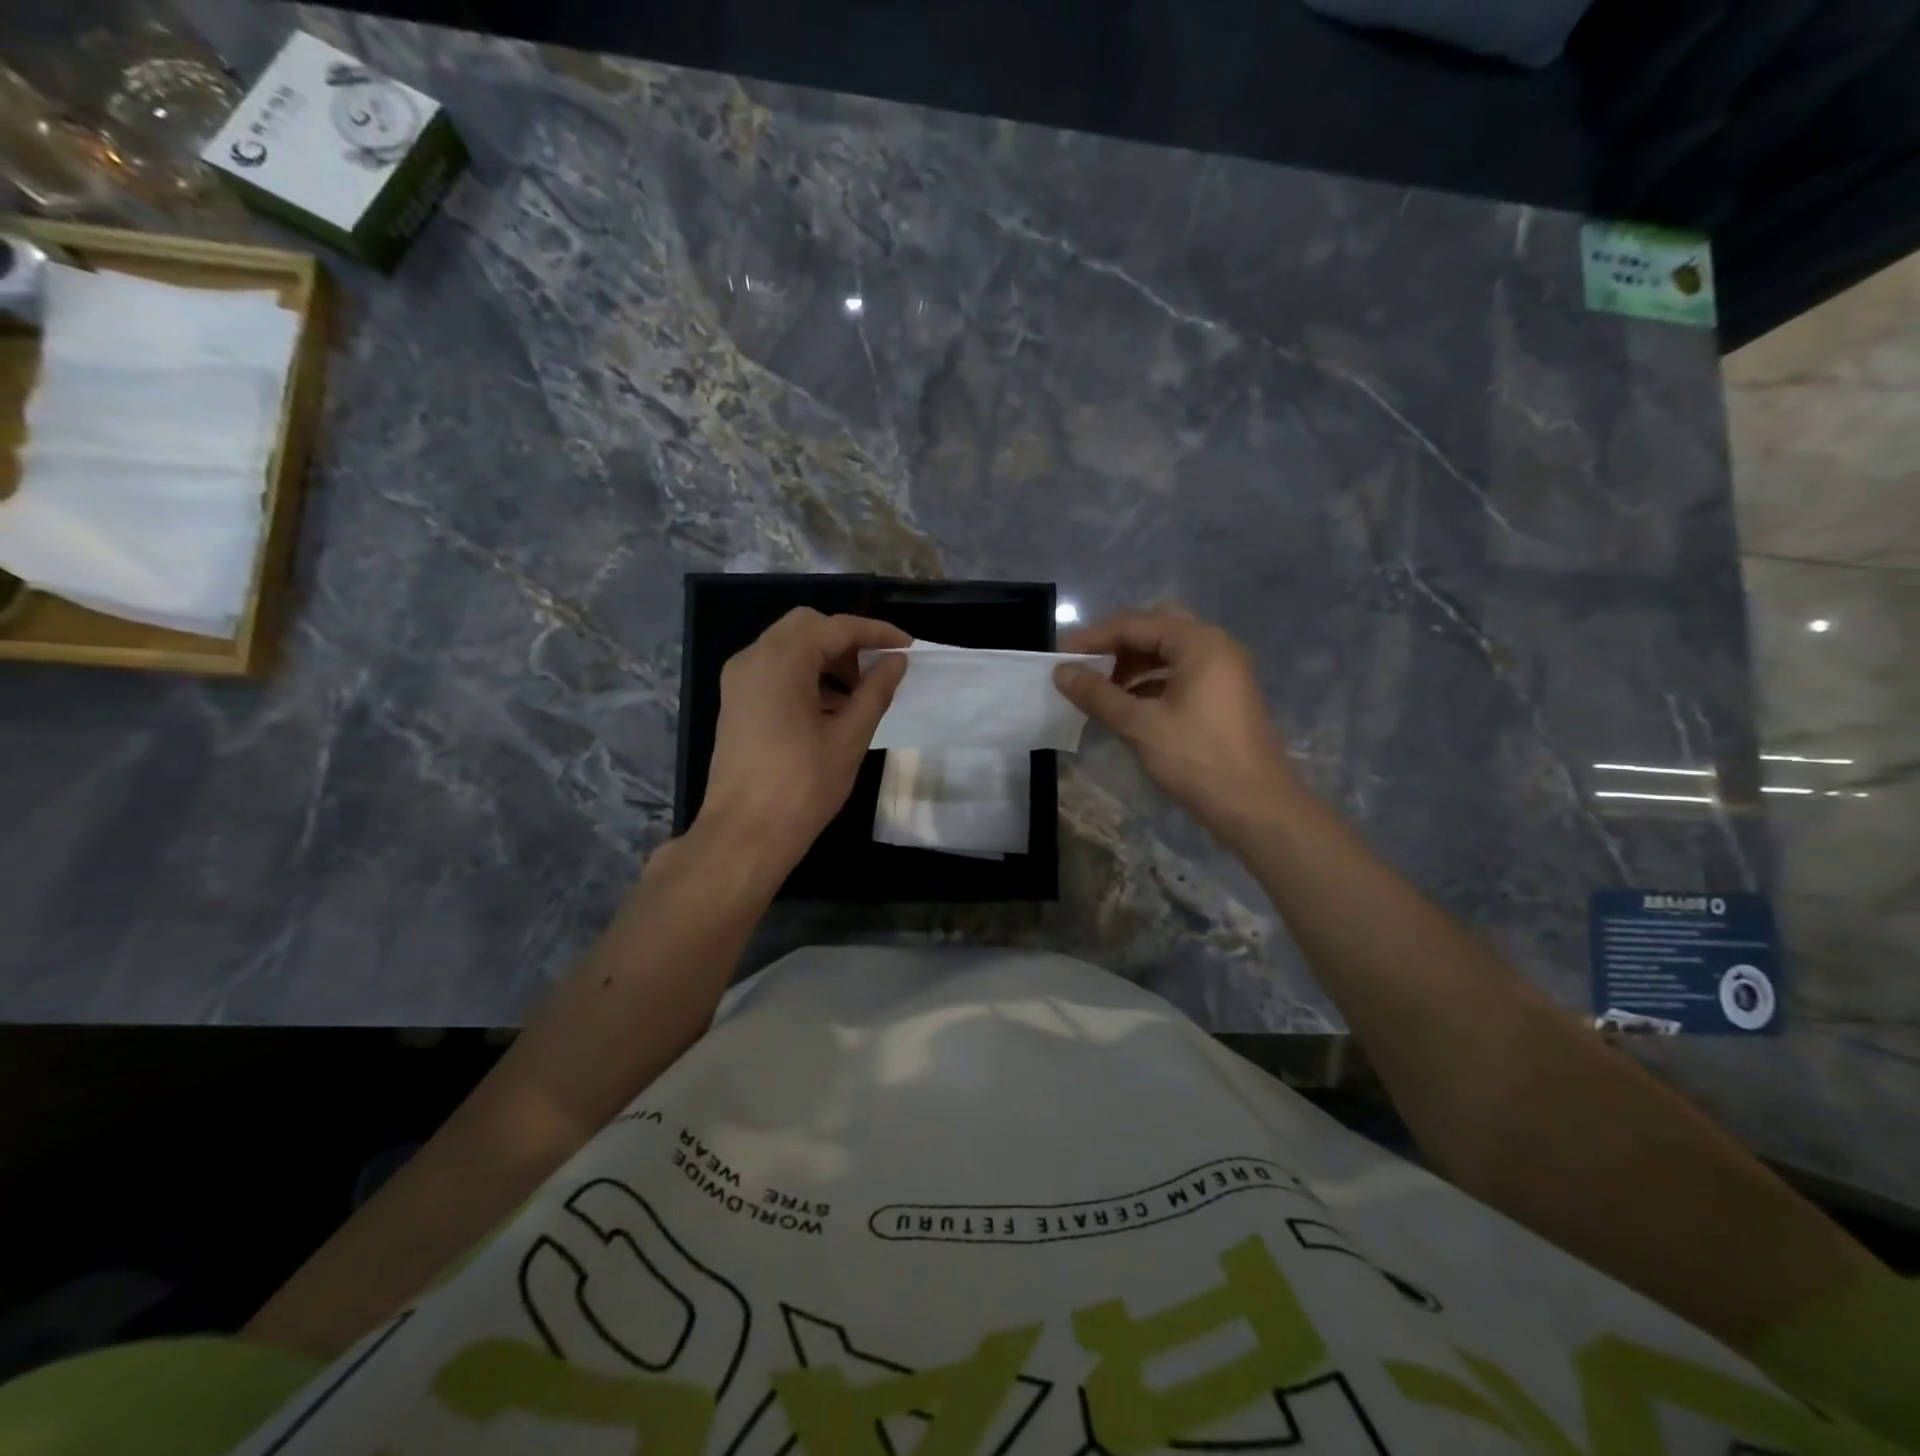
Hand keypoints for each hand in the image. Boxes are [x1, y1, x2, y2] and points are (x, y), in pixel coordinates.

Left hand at [698, 609, 908, 870]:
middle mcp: (753, 658)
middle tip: (877, 669)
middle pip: (807, 626)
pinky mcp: (735, 703)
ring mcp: (739, 681)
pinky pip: (774, 670)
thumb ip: (875, 691)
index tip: (907, 646)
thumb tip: (896, 661)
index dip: (876, 632)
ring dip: (825, 658)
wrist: (744, 834)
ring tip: (858, 694)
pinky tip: (829, 708)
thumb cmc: (802, 785)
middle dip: (847, 641)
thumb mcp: (849, 737)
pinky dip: (804, 675)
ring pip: (788, 647)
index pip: (836, 627)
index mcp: (781, 661)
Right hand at [1054, 608, 1296, 841]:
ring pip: (1167, 653)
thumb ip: (1097, 695)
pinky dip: (1149, 682)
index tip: (1060, 655)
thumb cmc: (1197, 759)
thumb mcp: (1140, 725)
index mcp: (1199, 643)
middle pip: (1154, 630)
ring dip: (1131, 665)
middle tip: (1083, 664)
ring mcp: (1223, 671)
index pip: (1136, 624)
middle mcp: (1215, 646)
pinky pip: (1179, 674)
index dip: (1094, 637)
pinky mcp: (1223, 695)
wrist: (1256, 807)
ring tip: (1098, 688)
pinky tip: (1125, 704)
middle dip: (1115, 646)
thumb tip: (1060, 673)